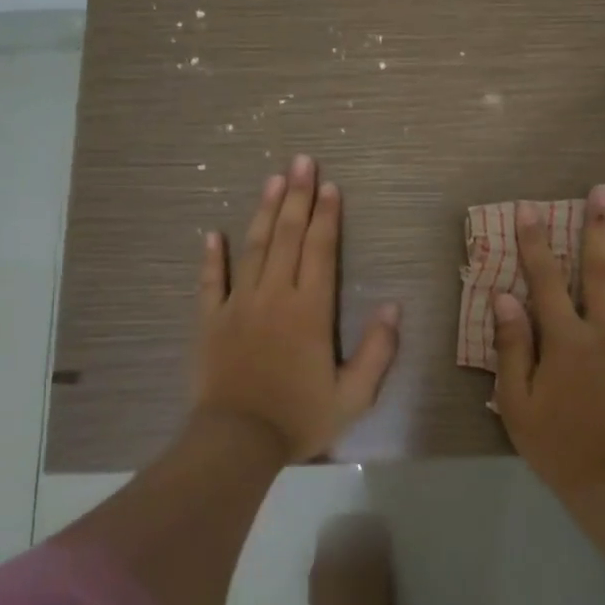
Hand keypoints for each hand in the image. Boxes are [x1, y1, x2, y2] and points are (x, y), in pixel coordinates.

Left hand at [194, 154, 400, 461]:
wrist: (236, 443)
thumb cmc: (299, 417)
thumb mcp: (354, 395)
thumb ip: (378, 350)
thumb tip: (393, 306)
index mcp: (310, 310)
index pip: (320, 250)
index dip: (327, 216)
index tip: (331, 186)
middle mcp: (274, 296)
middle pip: (287, 236)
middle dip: (297, 196)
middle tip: (301, 162)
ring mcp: (238, 305)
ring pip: (253, 248)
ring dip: (264, 212)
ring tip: (272, 180)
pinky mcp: (210, 321)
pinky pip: (211, 281)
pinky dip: (212, 256)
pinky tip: (213, 233)